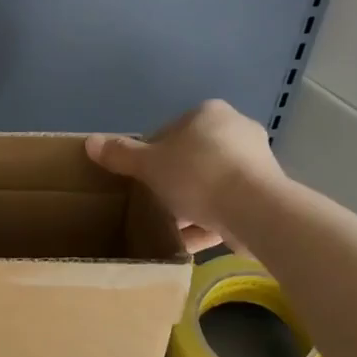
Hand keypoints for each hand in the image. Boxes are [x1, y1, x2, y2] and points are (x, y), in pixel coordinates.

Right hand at [85, 99, 285, 255]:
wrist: (254, 209)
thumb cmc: (196, 174)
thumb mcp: (149, 165)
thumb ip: (120, 154)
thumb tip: (90, 142)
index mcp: (208, 114)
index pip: (169, 132)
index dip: (149, 156)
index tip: (139, 180)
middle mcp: (236, 130)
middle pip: (191, 158)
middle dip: (171, 182)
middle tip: (152, 203)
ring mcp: (256, 162)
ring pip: (210, 184)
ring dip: (190, 205)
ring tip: (167, 227)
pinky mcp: (266, 194)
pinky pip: (227, 206)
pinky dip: (208, 222)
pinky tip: (188, 243)